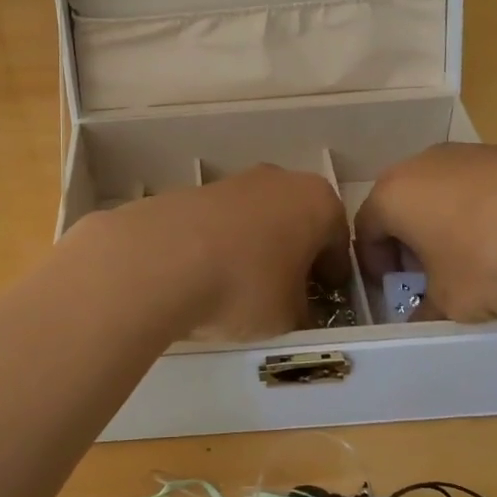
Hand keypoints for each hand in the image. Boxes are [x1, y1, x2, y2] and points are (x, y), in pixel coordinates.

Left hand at [85, 165, 350, 340]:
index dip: (333, 278)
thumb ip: (302, 310)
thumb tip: (296, 308)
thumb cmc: (244, 287)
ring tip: (239, 290)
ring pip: (257, 220)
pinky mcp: (191, 191)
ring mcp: (233, 181)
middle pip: (298, 223)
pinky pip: (220, 224)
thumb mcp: (289, 316)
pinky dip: (220, 246)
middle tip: (285, 295)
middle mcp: (279, 180)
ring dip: (256, 249)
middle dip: (295, 256)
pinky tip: (205, 277)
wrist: (158, 261)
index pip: (339, 243)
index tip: (324, 303)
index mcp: (318, 202)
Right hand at [357, 144, 496, 321]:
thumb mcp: (453, 303)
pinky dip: (482, 214)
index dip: (374, 266)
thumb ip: (427, 312)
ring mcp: (467, 153)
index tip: (395, 292)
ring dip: (446, 227)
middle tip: (430, 278)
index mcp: (393, 195)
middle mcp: (422, 164)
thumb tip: (422, 320)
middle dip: (410, 244)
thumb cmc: (492, 259)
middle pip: (402, 207)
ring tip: (475, 263)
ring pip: (442, 194)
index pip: (364, 230)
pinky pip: (480, 188)